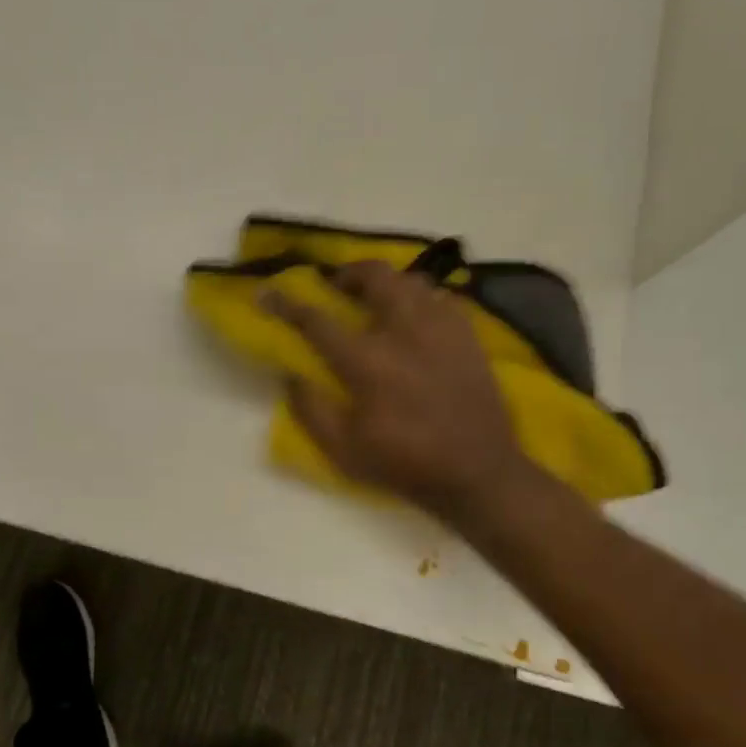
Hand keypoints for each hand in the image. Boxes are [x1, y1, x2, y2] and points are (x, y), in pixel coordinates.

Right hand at [265, 261, 545, 524]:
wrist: (478, 473)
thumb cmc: (406, 464)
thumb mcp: (344, 450)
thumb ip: (311, 408)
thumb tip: (292, 374)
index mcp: (368, 361)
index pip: (317, 320)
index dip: (287, 304)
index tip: (267, 293)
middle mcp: (405, 331)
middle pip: (374, 276)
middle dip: (347, 273)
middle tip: (336, 287)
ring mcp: (442, 328)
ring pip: (411, 279)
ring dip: (386, 283)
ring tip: (376, 300)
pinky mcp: (468, 335)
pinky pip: (441, 297)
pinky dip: (420, 298)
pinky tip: (415, 318)